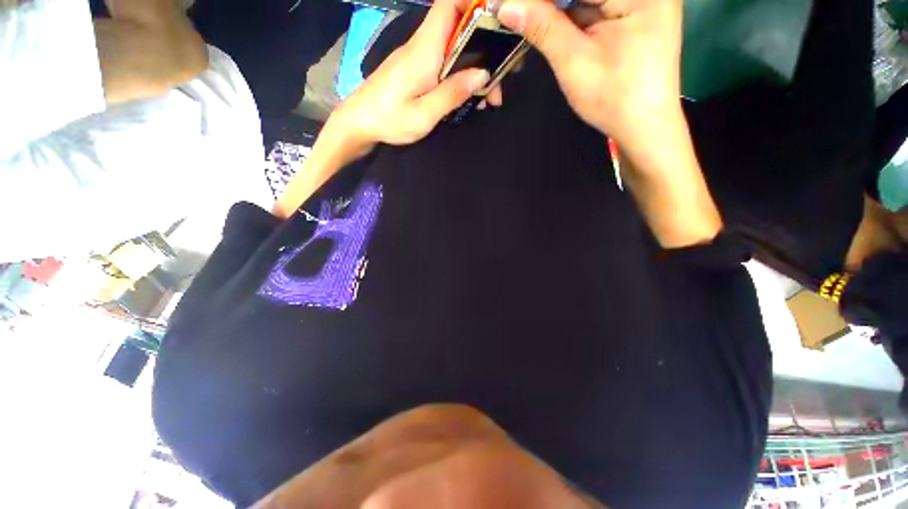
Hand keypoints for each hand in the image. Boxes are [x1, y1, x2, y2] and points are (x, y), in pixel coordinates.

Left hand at [329, 0, 496, 152]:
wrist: (358, 122)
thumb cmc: (388, 119)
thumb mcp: (423, 115)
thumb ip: (452, 94)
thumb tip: (483, 74)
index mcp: (424, 50)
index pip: (449, 5)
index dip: (474, 3)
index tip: (498, 20)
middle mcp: (422, 46)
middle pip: (459, 29)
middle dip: (485, 48)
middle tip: (498, 81)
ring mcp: (418, 57)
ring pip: (454, 48)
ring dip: (475, 66)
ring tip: (487, 96)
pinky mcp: (415, 69)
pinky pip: (444, 62)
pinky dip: (461, 75)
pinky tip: (468, 97)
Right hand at [495, 0, 682, 145]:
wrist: (642, 126)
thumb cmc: (613, 99)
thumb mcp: (574, 61)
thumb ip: (542, 28)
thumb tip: (506, 6)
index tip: (505, 4)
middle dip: (547, 4)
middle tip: (514, 13)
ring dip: (554, 9)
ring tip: (525, 18)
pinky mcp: (632, 11)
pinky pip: (593, 5)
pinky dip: (568, 15)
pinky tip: (547, 23)